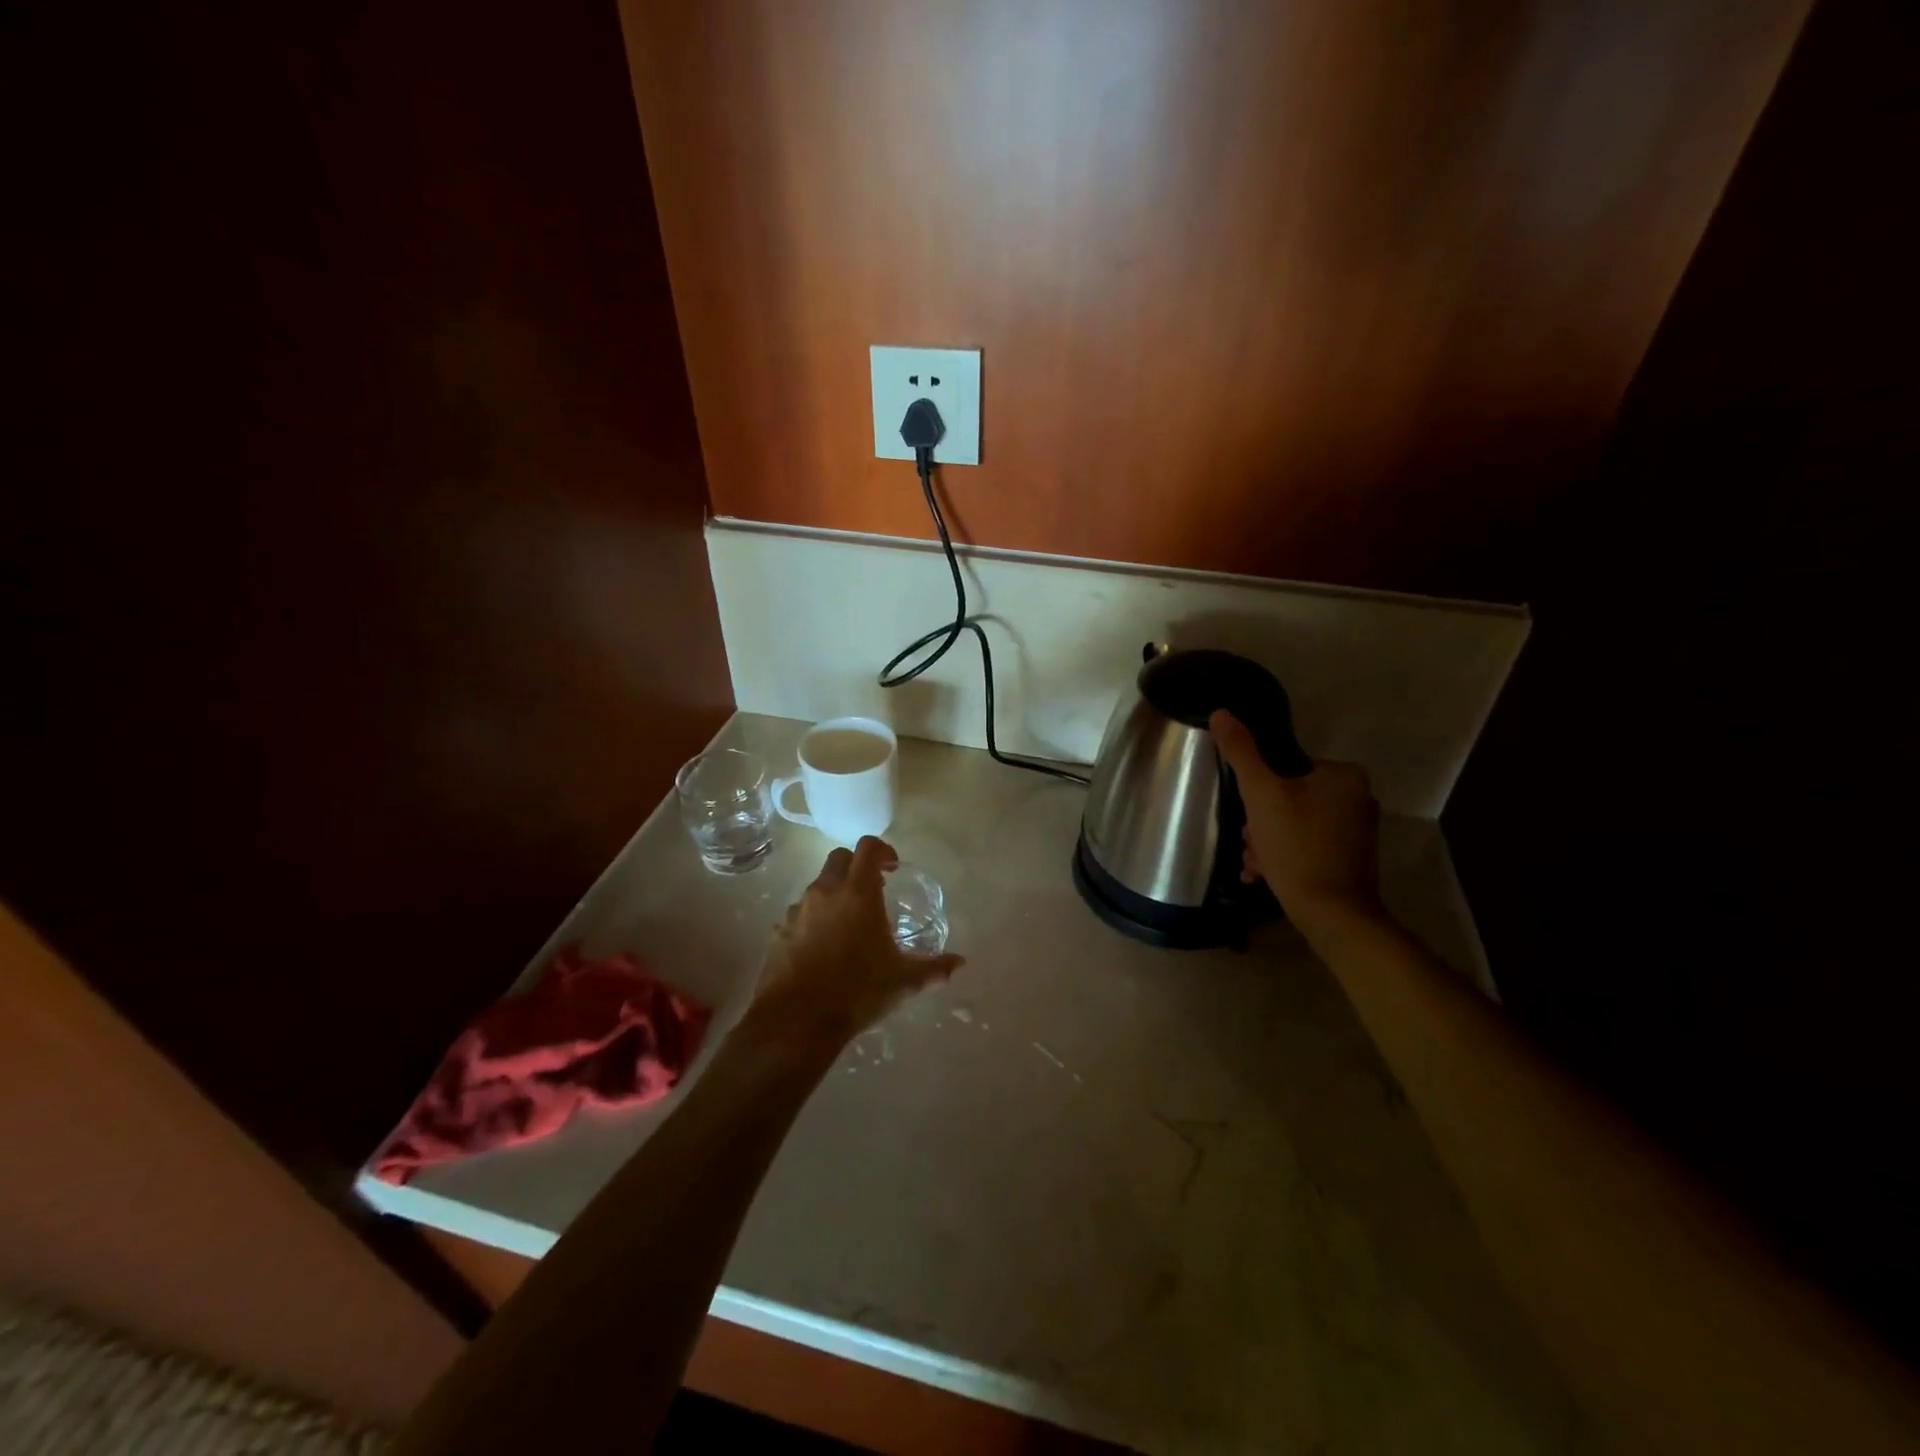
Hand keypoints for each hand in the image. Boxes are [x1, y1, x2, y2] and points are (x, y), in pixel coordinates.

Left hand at [753, 836, 963, 1049]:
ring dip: (834, 893)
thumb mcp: (904, 982)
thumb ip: (934, 968)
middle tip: (873, 890)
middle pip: (839, 858)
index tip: (893, 867)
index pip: (868, 847)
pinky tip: (823, 947)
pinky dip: (814, 919)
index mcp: (858, 893)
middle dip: (856, 866)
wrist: (798, 1020)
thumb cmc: (857, 991)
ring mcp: (798, 910)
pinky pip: (800, 913)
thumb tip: (960, 963)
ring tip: (848, 924)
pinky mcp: (779, 931)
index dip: (882, 849)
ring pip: (817, 885)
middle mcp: (826, 892)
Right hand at [1209, 710, 1383, 935]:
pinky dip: (1284, 856)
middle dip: (1261, 821)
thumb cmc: (1297, 847)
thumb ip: (1241, 752)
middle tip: (1249, 841)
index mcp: (1343, 774)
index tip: (1247, 814)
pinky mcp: (1351, 859)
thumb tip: (1221, 713)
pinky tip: (1265, 874)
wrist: (1333, 915)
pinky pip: (1308, 845)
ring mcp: (1357, 831)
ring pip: (1295, 823)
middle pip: (1289, 796)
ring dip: (1267, 840)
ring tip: (1255, 863)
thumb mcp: (1261, 794)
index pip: (1287, 767)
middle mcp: (1358, 797)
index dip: (1259, 789)